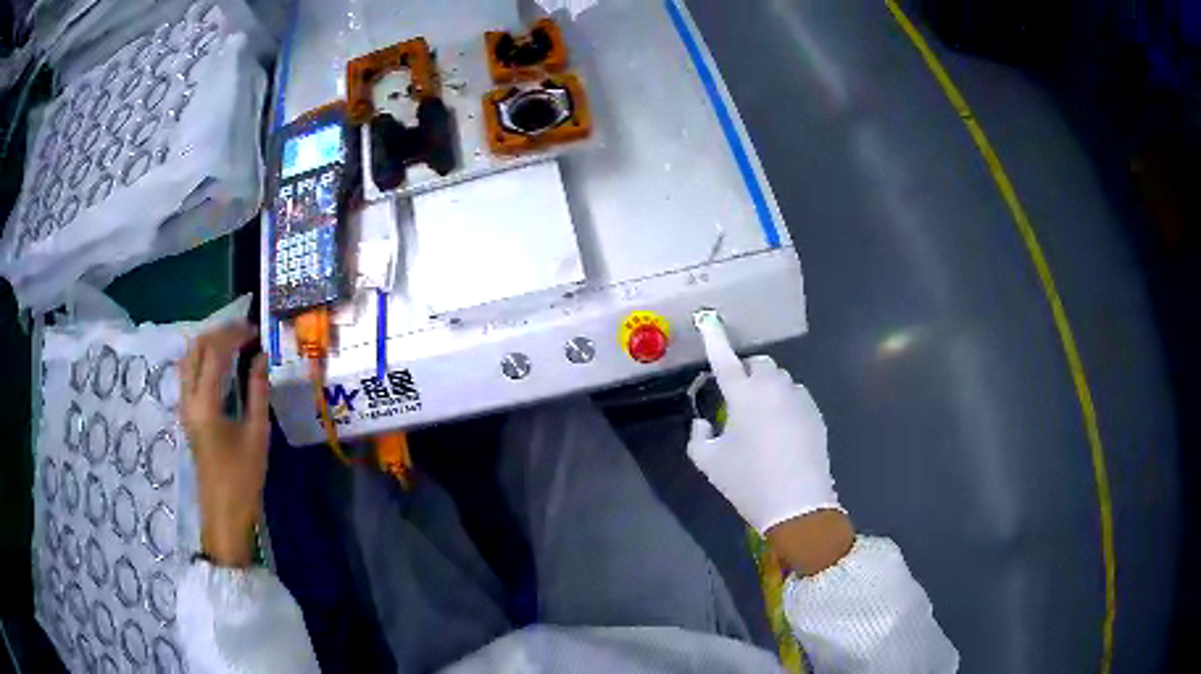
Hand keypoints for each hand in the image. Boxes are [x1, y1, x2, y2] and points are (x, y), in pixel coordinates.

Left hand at [180, 322, 268, 567]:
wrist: (223, 514)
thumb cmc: (243, 478)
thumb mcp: (256, 435)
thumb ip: (257, 391)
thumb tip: (261, 356)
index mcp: (205, 403)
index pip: (215, 352)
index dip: (234, 335)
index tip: (256, 331)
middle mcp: (188, 398)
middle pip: (196, 348)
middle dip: (219, 333)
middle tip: (245, 334)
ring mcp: (184, 406)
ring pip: (189, 358)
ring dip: (209, 344)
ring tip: (234, 344)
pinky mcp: (187, 414)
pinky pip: (189, 373)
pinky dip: (204, 359)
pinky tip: (221, 365)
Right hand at [687, 314, 852, 573]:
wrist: (796, 503)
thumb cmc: (747, 481)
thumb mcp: (709, 462)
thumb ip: (698, 435)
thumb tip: (703, 421)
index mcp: (743, 395)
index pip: (725, 360)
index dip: (714, 339)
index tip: (708, 320)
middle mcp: (773, 388)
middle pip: (761, 364)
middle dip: (748, 372)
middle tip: (738, 397)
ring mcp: (799, 400)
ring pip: (781, 380)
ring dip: (768, 388)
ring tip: (762, 417)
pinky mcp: (815, 414)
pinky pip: (797, 397)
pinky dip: (786, 403)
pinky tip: (782, 430)